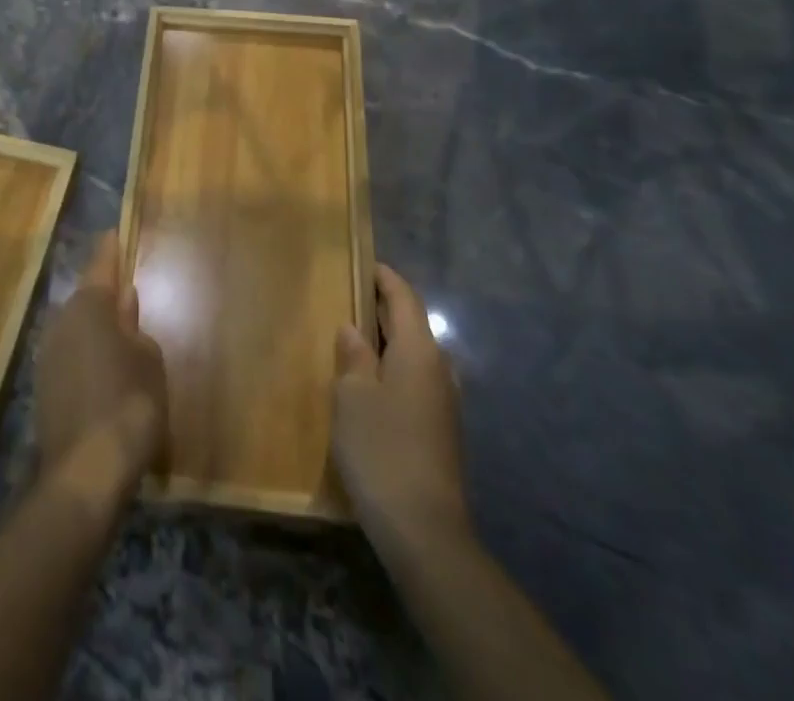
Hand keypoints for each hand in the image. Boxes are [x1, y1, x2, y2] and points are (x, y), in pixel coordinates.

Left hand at [34, 232, 166, 499]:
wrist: (86, 471)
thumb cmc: (129, 402)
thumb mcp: (147, 358)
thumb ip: (134, 324)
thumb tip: (124, 300)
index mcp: (90, 306)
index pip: (102, 265)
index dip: (110, 249)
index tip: (113, 233)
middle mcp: (61, 321)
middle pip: (87, 299)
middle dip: (105, 297)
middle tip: (127, 296)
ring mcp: (47, 354)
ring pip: (76, 330)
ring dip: (95, 331)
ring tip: (120, 340)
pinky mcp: (42, 386)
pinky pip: (70, 357)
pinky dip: (86, 358)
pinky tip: (104, 375)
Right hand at [331, 265, 470, 548]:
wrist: (425, 531)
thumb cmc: (381, 449)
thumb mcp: (352, 396)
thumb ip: (353, 355)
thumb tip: (354, 328)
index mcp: (419, 351)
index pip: (404, 297)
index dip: (384, 277)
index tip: (363, 262)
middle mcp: (439, 369)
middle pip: (412, 324)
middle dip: (383, 308)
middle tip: (348, 297)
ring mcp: (444, 402)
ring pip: (414, 355)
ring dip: (387, 342)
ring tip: (353, 339)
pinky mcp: (442, 431)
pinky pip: (415, 381)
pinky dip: (393, 369)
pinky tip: (369, 384)